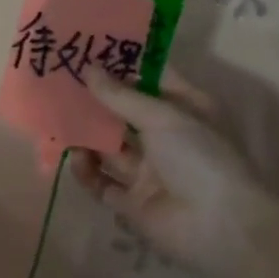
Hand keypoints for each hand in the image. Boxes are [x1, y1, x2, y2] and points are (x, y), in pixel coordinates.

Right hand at [71, 68, 278, 277]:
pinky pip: (102, 183)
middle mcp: (166, 139)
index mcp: (186, 111)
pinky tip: (75, 158)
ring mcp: (148, 172)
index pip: (152, 81)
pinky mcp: (131, 202)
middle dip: (97, 102)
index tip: (91, 50)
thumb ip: (121, 96)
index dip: (124, 66)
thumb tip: (88, 69)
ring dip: (87, 136)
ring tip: (59, 119)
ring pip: (109, 148)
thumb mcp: (163, 117)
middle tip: (63, 83)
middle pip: (125, 115)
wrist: (219, 227)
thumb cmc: (200, 158)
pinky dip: (87, 171)